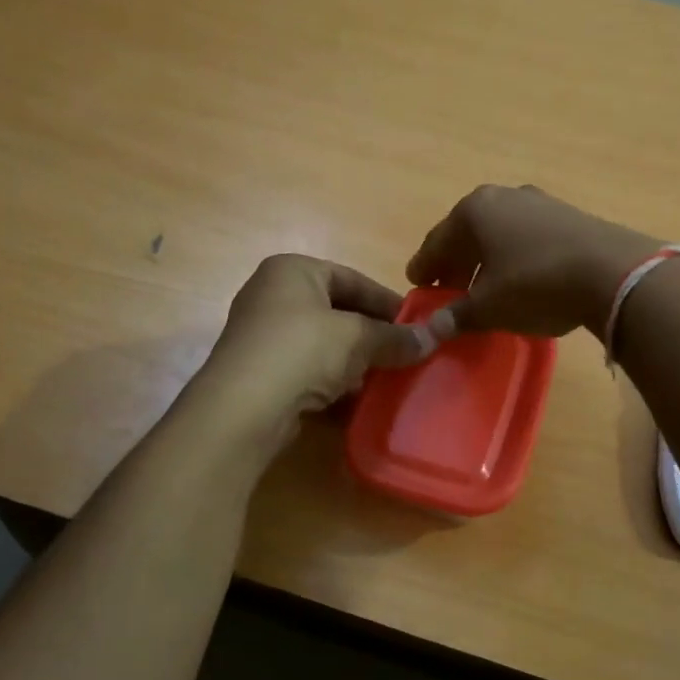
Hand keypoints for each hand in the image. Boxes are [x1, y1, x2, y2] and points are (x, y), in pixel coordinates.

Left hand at [198, 254, 427, 444]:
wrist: (243, 408)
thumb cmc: (302, 351)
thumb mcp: (358, 338)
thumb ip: (396, 337)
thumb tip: (435, 337)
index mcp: (292, 271)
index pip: (352, 279)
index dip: (388, 302)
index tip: (417, 325)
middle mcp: (272, 295)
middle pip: (337, 311)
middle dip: (372, 335)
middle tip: (405, 354)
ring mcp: (262, 336)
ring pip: (323, 344)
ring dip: (354, 362)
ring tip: (387, 379)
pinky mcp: (260, 373)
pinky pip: (307, 371)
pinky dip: (332, 383)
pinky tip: (357, 401)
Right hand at [406, 185, 661, 341]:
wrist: (612, 272)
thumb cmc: (535, 284)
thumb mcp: (489, 306)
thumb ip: (457, 315)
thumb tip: (431, 328)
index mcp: (474, 211)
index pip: (437, 242)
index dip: (424, 266)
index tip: (416, 284)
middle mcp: (503, 197)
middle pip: (468, 234)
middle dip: (455, 264)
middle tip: (447, 292)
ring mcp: (538, 202)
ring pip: (499, 234)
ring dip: (486, 261)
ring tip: (483, 289)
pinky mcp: (568, 216)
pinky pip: (526, 237)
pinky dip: (513, 257)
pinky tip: (519, 279)